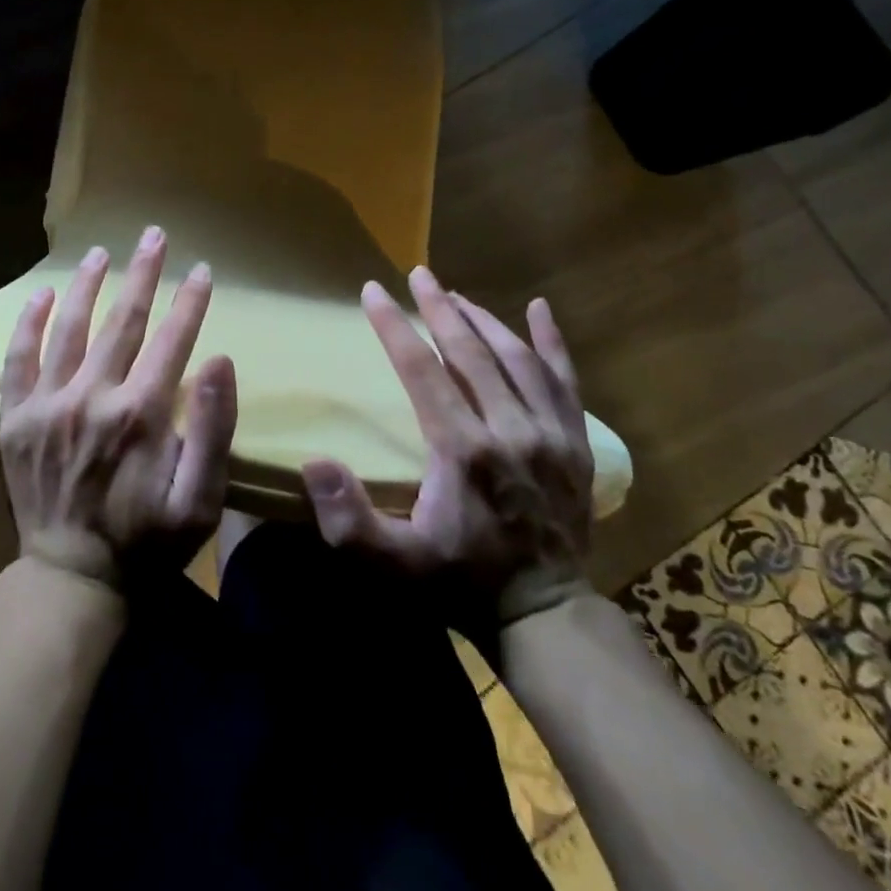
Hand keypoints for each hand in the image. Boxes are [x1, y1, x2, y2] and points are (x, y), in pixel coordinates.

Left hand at [0, 226, 237, 587]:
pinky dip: (28, 323)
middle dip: (144, 273)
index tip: (202, 270)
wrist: (73, 578)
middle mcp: (92, 397)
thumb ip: (215, 430)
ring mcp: (47, 405)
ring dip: (87, 284)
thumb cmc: (148, 541)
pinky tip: (40, 294)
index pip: (173, 339)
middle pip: (123, 320)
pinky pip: (18, 359)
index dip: (190, 301)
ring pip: (69, 327)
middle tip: (154, 235)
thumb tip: (220, 360)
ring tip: (100, 251)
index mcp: (141, 414)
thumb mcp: (202, 500)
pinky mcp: (14, 419)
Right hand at [302, 268, 594, 633]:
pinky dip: (551, 341)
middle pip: (471, 351)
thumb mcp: (394, 564)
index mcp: (463, 450)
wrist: (546, 615)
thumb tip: (314, 462)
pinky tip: (539, 310)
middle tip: (418, 275)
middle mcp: (510, 429)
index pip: (423, 368)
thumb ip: (349, 520)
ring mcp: (551, 434)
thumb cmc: (459, 583)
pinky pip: (565, 380)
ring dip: (484, 320)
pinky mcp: (576, 444)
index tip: (373, 291)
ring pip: (516, 358)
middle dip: (440, 307)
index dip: (394, 326)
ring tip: (456, 295)